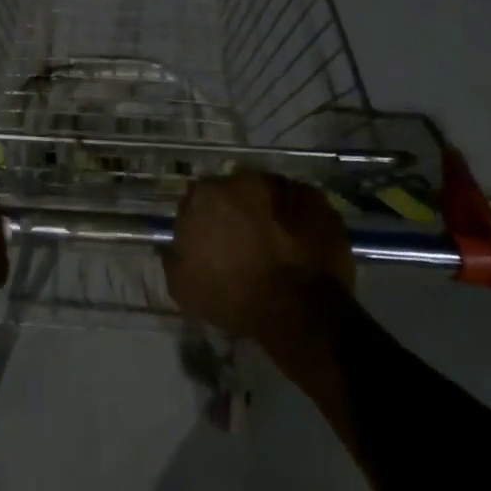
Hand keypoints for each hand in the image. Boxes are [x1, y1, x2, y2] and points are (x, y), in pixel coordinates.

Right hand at [165, 170, 353, 340]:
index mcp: (206, 195)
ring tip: (275, 244)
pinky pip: (300, 204)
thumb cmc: (234, 297)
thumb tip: (175, 247)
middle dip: (236, 211)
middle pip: (234, 191)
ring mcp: (283, 186)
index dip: (202, 221)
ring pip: (268, 194)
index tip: (208, 242)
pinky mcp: (316, 199)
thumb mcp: (183, 287)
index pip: (196, 199)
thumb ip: (173, 257)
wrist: (299, 310)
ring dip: (267, 212)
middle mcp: (243, 180)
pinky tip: (298, 244)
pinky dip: (296, 219)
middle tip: (242, 242)